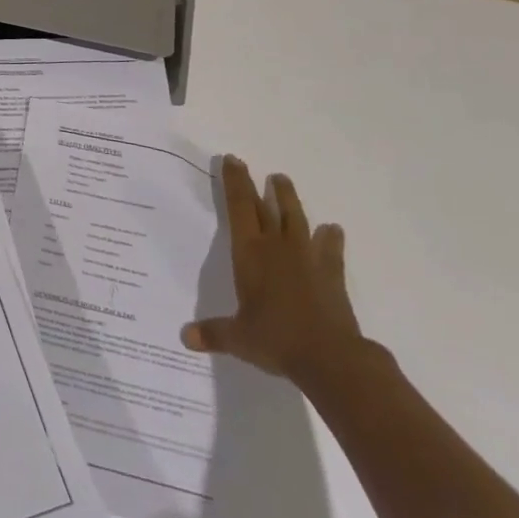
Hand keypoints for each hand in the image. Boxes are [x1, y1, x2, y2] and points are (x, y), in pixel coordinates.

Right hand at [182, 159, 365, 389]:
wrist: (330, 357)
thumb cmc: (276, 339)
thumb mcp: (238, 338)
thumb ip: (213, 334)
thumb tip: (185, 337)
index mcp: (250, 253)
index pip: (238, 208)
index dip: (235, 183)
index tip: (232, 160)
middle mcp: (276, 246)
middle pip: (263, 207)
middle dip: (253, 185)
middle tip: (248, 165)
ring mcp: (306, 257)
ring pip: (296, 217)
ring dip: (288, 198)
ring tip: (282, 180)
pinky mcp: (331, 273)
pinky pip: (330, 248)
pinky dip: (330, 238)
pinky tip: (333, 229)